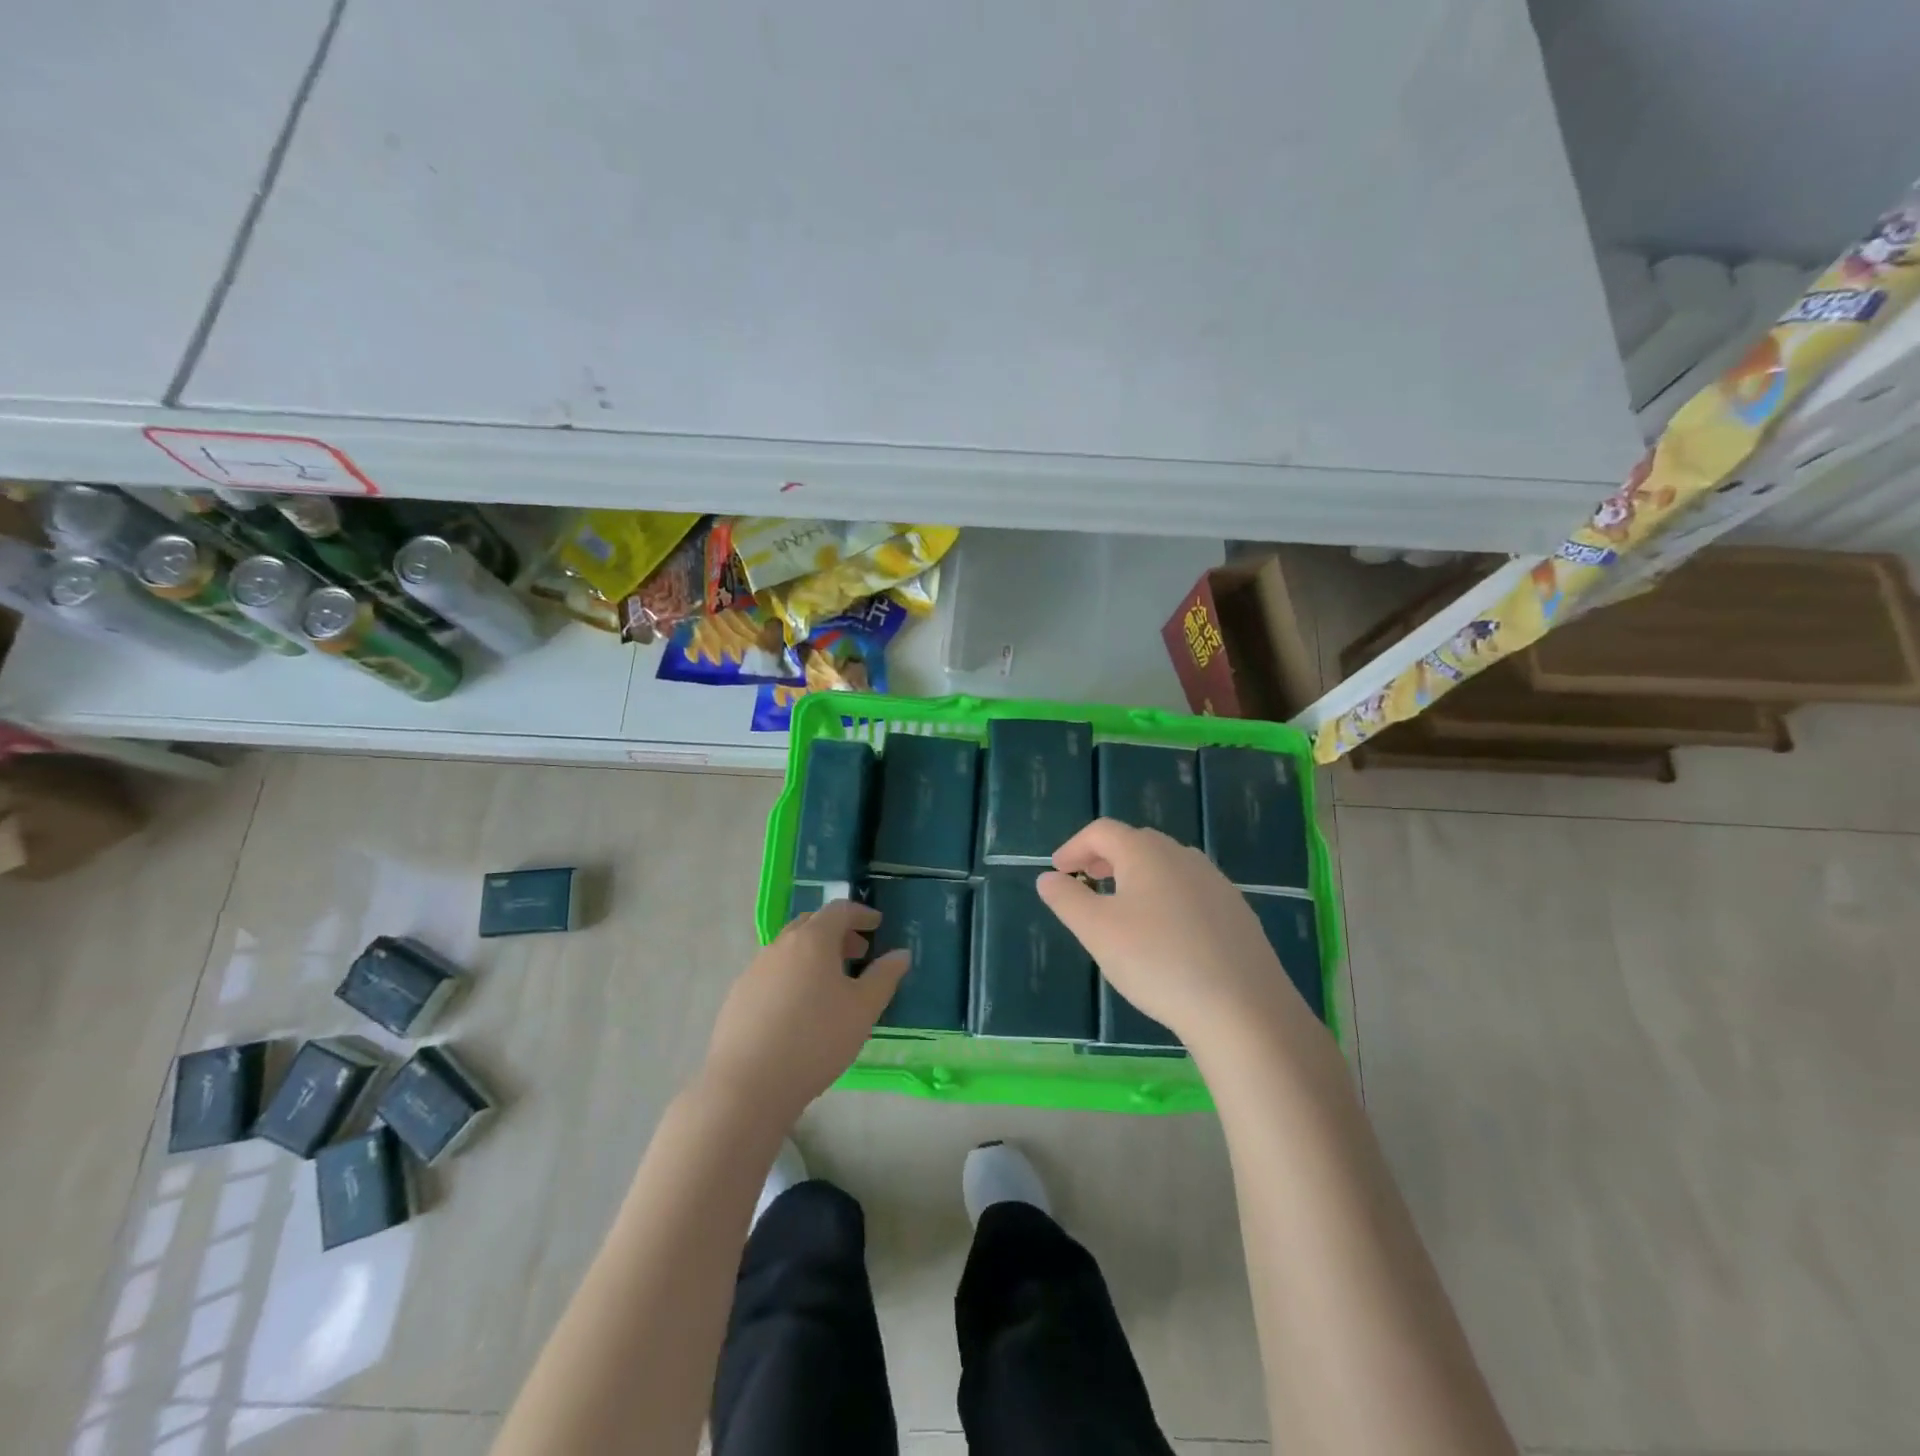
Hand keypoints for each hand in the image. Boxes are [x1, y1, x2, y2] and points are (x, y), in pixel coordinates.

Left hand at [701, 899, 908, 1122]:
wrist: (748, 1084)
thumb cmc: (816, 1040)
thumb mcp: (863, 1009)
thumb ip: (884, 976)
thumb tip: (901, 953)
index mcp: (812, 940)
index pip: (839, 910)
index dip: (861, 913)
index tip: (877, 924)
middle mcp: (780, 945)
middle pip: (811, 924)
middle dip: (837, 933)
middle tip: (857, 953)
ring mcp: (755, 969)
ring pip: (789, 949)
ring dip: (813, 955)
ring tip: (831, 984)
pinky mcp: (738, 996)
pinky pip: (772, 973)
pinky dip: (793, 975)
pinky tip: (799, 1009)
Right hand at [1037, 818, 1308, 1048]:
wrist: (1243, 1008)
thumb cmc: (1158, 961)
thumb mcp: (1097, 932)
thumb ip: (1067, 899)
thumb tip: (1048, 878)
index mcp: (1146, 852)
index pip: (1102, 831)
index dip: (1074, 846)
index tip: (1058, 871)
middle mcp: (1183, 856)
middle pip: (1136, 843)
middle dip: (1105, 858)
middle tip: (1086, 882)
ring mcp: (1215, 883)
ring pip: (1166, 866)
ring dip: (1137, 876)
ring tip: (1122, 907)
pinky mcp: (1236, 912)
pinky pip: (1190, 891)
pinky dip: (1165, 897)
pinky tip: (1165, 934)